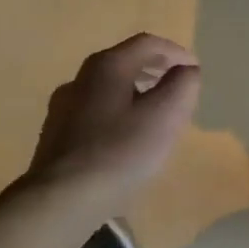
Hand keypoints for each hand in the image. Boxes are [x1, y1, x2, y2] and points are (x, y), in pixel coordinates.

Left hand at [25, 33, 201, 208]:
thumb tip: (185, 71)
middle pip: (125, 62)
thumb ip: (183, 84)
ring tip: (154, 115)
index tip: (194, 71)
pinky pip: (94, 112)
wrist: (58, 204)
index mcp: (108, 66)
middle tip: (177, 90)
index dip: (176, 52)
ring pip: (108, 88)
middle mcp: (80, 78)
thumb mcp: (167, 114)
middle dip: (155, 71)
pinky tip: (124, 140)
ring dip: (136, 93)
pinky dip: (117, 114)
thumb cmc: (120, 152)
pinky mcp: (54, 136)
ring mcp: (62, 108)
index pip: (148, 43)